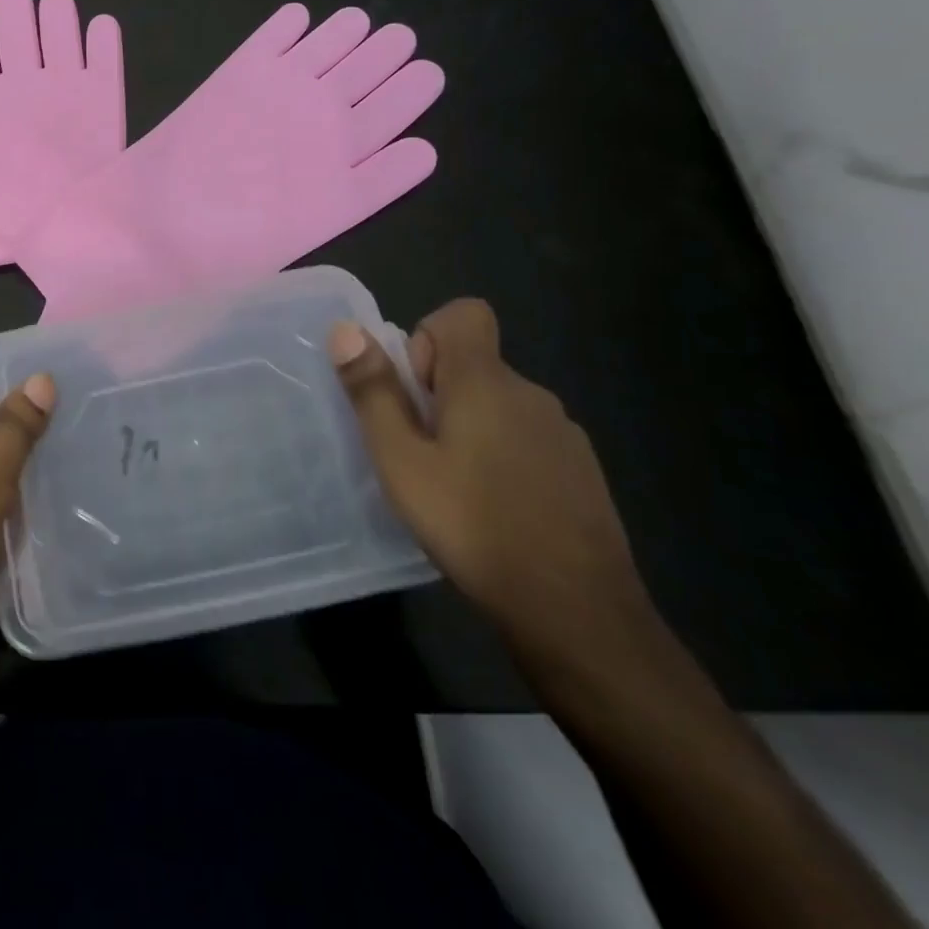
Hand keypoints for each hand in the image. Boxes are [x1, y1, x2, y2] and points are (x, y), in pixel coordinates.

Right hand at [329, 300, 655, 665]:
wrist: (577, 613)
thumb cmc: (473, 525)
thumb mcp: (401, 460)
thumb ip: (373, 392)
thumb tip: (345, 330)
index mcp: (486, 382)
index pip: (463, 314)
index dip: (427, 340)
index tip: (416, 393)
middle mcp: (531, 394)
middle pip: (474, 365)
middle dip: (438, 395)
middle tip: (419, 454)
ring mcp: (564, 435)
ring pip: (500, 406)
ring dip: (469, 429)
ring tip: (452, 489)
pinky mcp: (582, 473)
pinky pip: (527, 440)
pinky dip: (503, 458)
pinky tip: (493, 512)